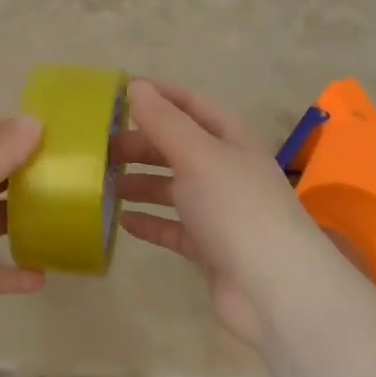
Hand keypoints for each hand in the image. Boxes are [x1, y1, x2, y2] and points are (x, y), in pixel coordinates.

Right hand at [117, 80, 371, 346]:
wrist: (275, 290)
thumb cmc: (237, 209)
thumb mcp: (198, 155)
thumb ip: (164, 121)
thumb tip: (135, 85)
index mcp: (231, 140)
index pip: (190, 105)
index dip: (157, 96)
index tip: (116, 95)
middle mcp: (226, 171)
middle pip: (177, 147)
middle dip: (140, 144)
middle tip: (99, 149)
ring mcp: (219, 211)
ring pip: (172, 188)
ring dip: (140, 183)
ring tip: (102, 184)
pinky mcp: (209, 248)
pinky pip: (172, 228)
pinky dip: (149, 222)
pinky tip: (121, 221)